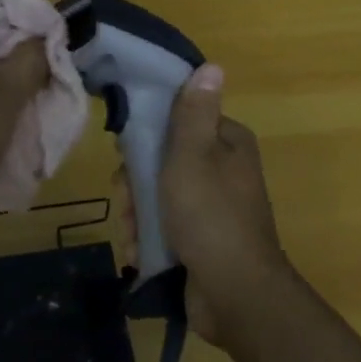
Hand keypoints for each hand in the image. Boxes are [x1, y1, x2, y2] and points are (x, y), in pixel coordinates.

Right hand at [117, 63, 292, 341]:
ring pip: (158, 197)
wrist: (234, 295)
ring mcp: (212, 209)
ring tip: (134, 236)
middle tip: (129, 203)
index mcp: (227, 144)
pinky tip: (140, 254)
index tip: (126, 155)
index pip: (179, 123)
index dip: (148, 136)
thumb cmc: (210, 215)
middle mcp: (223, 171)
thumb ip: (194, 112)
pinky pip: (165, 228)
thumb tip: (211, 66)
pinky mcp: (201, 240)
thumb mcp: (194, 155)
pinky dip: (149, 239)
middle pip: (163, 162)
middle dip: (137, 186)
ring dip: (138, 216)